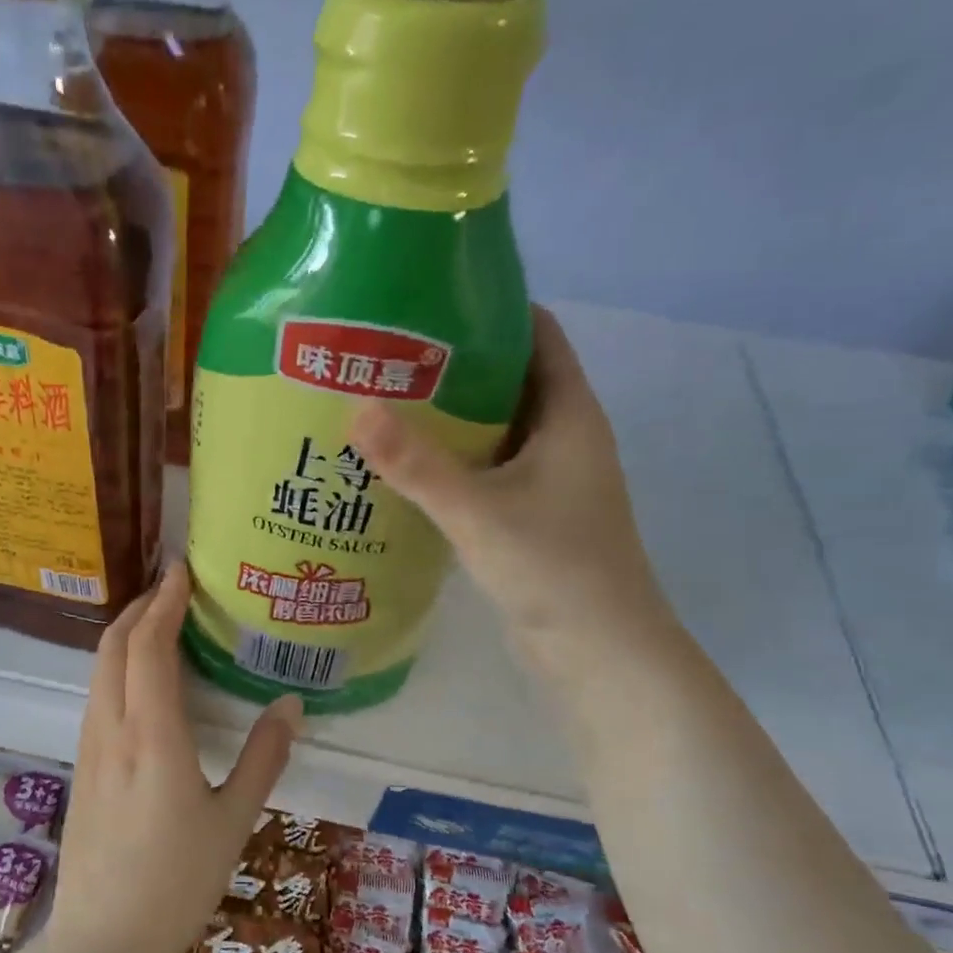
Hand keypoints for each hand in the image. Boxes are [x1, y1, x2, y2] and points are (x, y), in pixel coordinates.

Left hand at [46, 561, 300, 952]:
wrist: (102, 940)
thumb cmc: (176, 882)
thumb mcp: (234, 820)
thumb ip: (264, 757)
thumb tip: (290, 704)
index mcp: (152, 736)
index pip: (148, 647)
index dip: (163, 602)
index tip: (180, 571)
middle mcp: (111, 730)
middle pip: (113, 648)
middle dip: (138, 608)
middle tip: (170, 587)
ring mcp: (89, 748)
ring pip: (99, 671)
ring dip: (123, 636)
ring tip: (156, 621)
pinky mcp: (81, 767)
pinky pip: (96, 697)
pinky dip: (115, 667)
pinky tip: (138, 680)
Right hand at [349, 305, 679, 680]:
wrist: (597, 651)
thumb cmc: (553, 568)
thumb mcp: (478, 510)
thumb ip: (416, 463)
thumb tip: (354, 409)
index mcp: (569, 414)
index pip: (537, 334)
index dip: (489, 308)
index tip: (426, 301)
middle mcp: (562, 438)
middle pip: (508, 379)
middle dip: (452, 365)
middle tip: (384, 355)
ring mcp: (547, 480)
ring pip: (493, 430)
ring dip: (447, 418)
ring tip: (381, 404)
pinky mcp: (529, 515)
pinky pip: (485, 471)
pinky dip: (450, 463)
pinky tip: (402, 469)